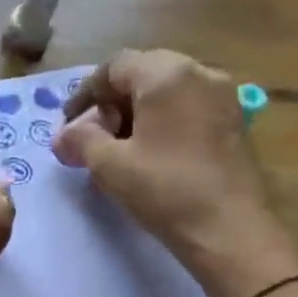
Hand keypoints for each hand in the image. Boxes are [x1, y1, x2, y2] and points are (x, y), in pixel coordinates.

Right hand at [55, 49, 297, 296]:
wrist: (229, 230)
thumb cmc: (164, 189)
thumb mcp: (109, 164)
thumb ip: (81, 140)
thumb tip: (64, 135)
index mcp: (167, 74)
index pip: (114, 67)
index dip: (85, 94)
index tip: (69, 126)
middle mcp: (200, 73)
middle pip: (143, 74)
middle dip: (111, 102)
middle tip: (92, 137)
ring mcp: (222, 96)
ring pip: (166, 91)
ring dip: (136, 112)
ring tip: (117, 148)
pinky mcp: (233, 122)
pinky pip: (187, 108)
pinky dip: (162, 121)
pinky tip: (149, 154)